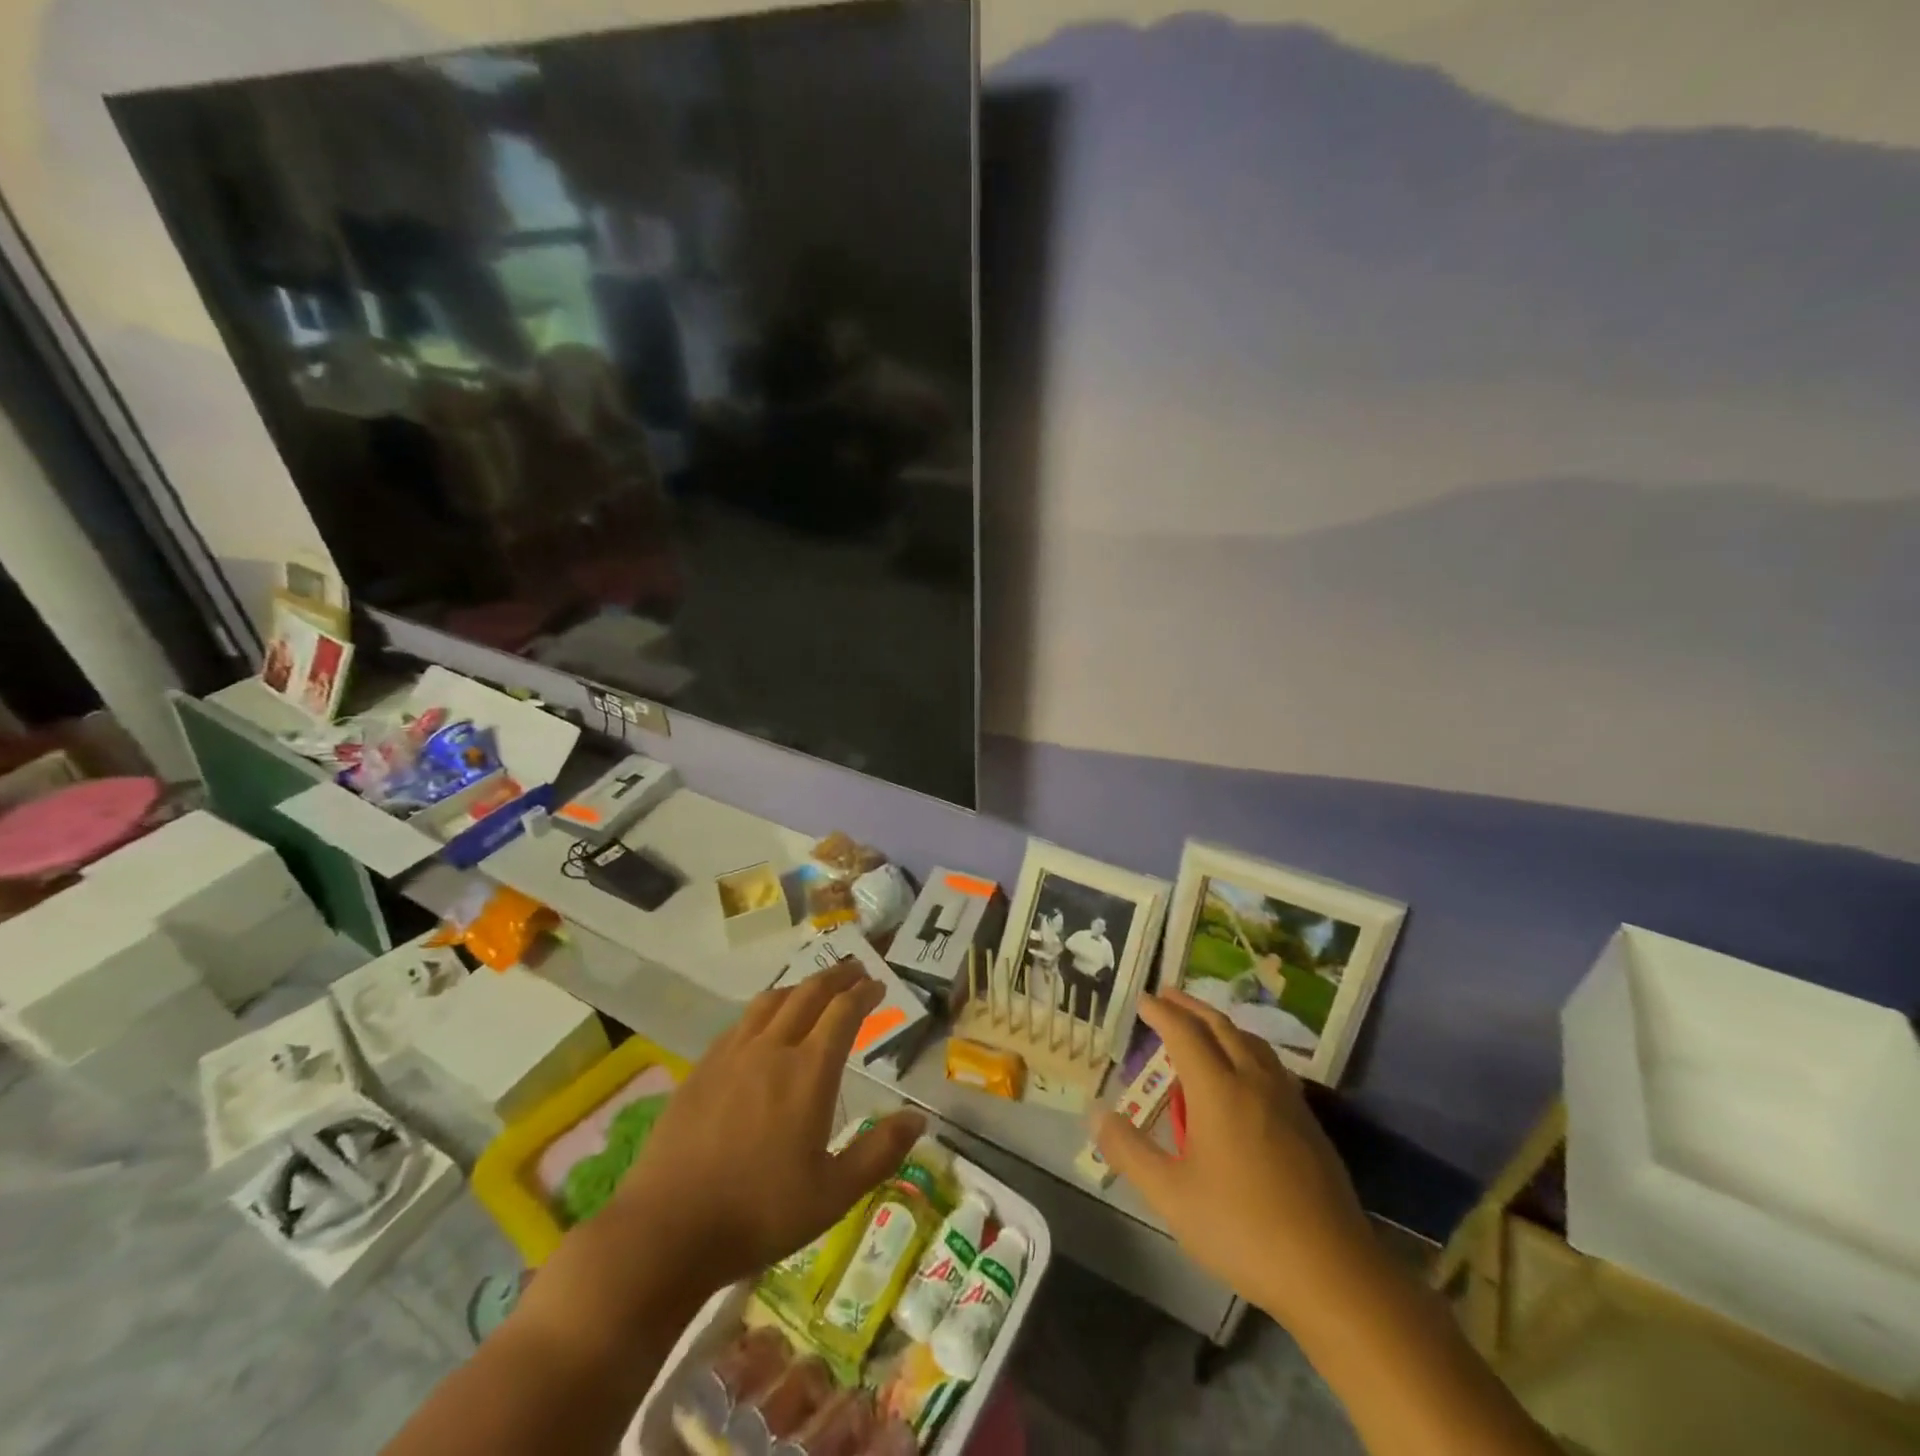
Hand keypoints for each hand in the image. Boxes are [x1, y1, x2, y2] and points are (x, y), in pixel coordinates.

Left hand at [613, 963, 924, 1294]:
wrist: (667, 1231)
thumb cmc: (759, 1214)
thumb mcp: (833, 1195)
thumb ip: (879, 1153)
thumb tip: (918, 1118)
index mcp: (808, 1072)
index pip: (843, 1012)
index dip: (864, 993)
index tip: (878, 985)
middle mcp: (772, 1049)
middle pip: (808, 994)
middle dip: (836, 977)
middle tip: (854, 970)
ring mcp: (732, 1055)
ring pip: (771, 1001)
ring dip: (799, 987)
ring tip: (813, 990)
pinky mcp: (702, 1069)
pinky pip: (740, 1023)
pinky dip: (764, 1010)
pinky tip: (763, 1026)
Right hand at [1095, 989, 1379, 1327]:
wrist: (1333, 1274)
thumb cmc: (1242, 1230)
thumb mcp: (1171, 1196)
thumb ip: (1130, 1151)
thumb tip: (1097, 1114)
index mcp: (1219, 1091)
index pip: (1185, 1034)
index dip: (1162, 1013)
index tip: (1143, 999)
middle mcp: (1254, 1083)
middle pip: (1221, 1027)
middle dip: (1191, 1007)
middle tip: (1168, 995)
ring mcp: (1288, 1102)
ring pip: (1253, 1044)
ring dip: (1223, 1025)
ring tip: (1204, 1026)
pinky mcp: (1310, 1125)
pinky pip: (1272, 1066)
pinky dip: (1248, 1050)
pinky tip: (1247, 1073)